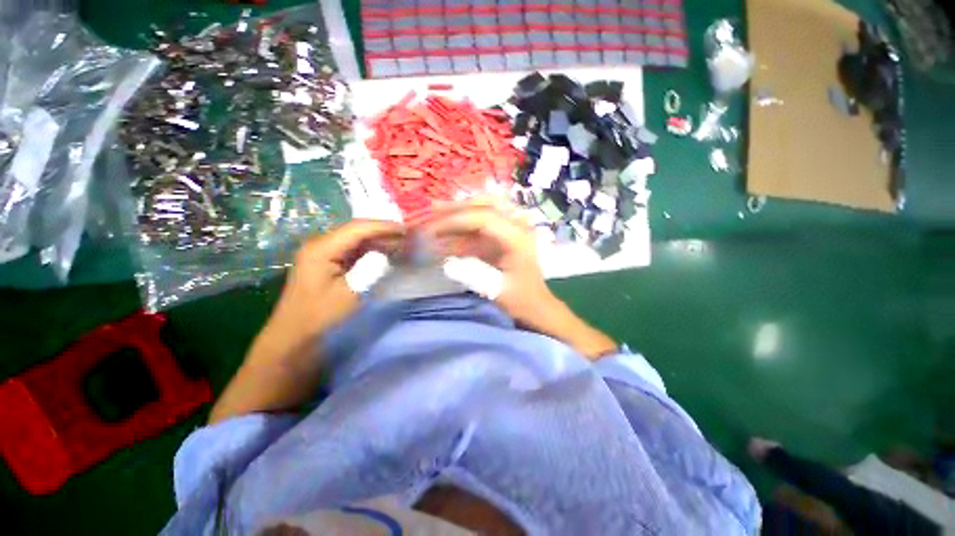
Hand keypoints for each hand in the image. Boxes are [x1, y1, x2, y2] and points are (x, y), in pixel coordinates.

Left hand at [264, 219, 404, 350]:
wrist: (295, 338)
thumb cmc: (321, 317)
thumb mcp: (350, 293)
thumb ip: (371, 269)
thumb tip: (390, 253)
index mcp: (322, 248)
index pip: (358, 228)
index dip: (385, 227)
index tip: (408, 230)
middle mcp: (321, 244)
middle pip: (358, 231)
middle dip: (384, 232)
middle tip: (409, 237)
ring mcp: (324, 253)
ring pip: (357, 240)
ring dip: (380, 241)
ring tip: (403, 245)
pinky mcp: (329, 263)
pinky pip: (354, 251)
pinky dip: (372, 251)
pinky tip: (387, 255)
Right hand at [425, 205, 616, 359]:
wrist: (537, 303)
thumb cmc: (521, 299)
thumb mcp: (496, 290)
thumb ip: (472, 274)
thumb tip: (445, 261)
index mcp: (518, 238)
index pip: (484, 217)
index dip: (457, 220)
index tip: (434, 229)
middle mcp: (517, 226)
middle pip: (485, 205)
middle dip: (457, 207)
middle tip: (433, 211)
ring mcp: (513, 228)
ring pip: (484, 208)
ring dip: (460, 210)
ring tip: (436, 212)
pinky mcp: (506, 234)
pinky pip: (483, 221)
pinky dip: (465, 224)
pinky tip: (449, 230)